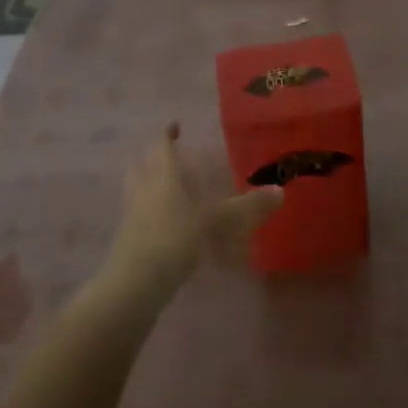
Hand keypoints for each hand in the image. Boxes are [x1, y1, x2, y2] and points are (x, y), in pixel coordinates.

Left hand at [103, 124, 282, 299]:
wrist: (135, 282)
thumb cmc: (174, 239)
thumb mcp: (216, 222)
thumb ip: (247, 208)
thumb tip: (280, 191)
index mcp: (163, 177)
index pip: (161, 146)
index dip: (168, 134)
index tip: (175, 125)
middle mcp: (143, 189)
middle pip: (142, 164)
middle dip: (153, 157)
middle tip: (168, 154)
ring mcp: (131, 214)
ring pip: (135, 188)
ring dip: (146, 182)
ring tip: (166, 186)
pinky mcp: (127, 238)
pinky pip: (136, 213)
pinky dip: (148, 209)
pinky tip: (165, 222)